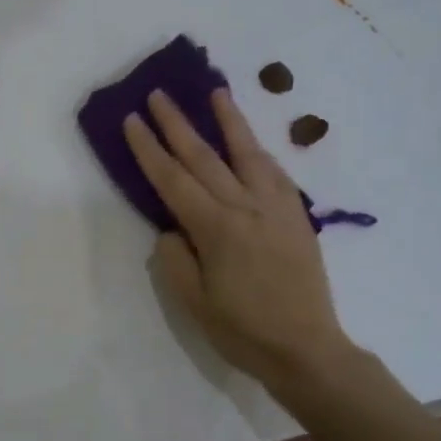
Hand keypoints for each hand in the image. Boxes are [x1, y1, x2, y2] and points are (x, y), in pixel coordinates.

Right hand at [123, 88, 351, 391]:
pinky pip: (275, 172)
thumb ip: (175, 259)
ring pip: (248, 153)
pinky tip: (251, 142)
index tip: (133, 120)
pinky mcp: (296, 216)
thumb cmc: (243, 331)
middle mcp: (246, 207)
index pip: (173, 180)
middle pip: (205, 157)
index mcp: (216, 229)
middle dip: (178, 124)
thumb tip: (171, 228)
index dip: (150, 149)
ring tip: (216, 92)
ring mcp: (276, 208)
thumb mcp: (194, 303)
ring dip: (229, 121)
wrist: (306, 348)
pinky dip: (259, 151)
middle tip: (160, 94)